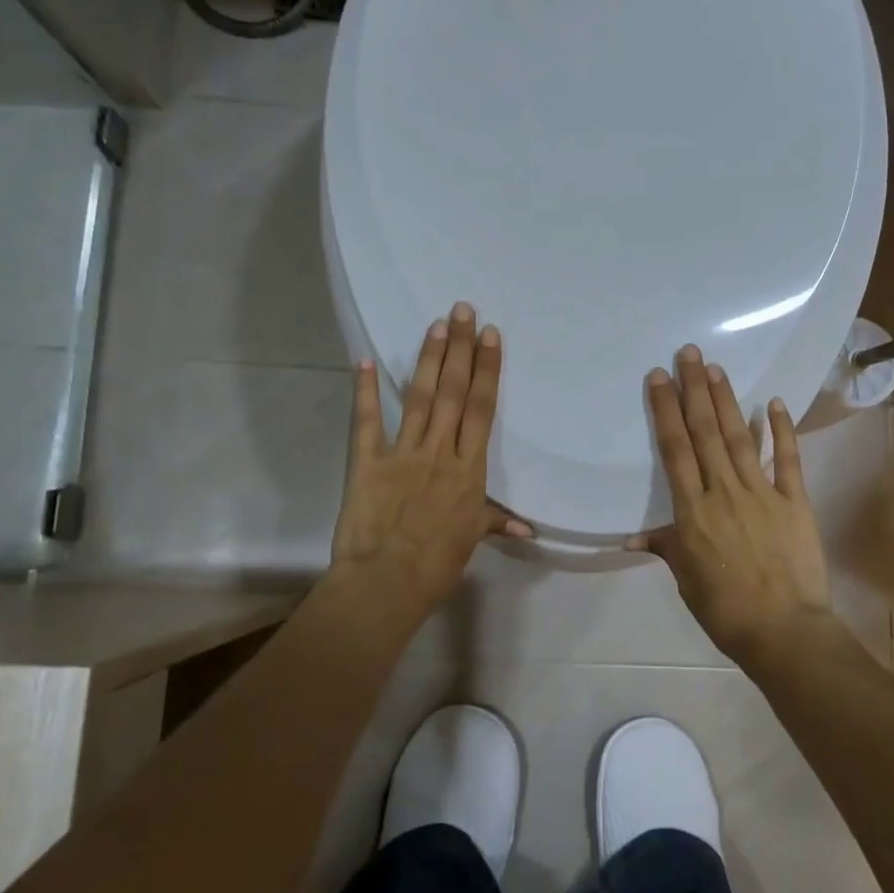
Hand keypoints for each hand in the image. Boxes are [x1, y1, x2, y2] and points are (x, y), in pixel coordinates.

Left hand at [331, 302, 530, 612]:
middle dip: (460, 348)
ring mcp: (403, 453)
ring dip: (429, 359)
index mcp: (469, 469)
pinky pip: (368, 422)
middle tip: (463, 310)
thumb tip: (528, 528)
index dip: (487, 370)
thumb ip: (495, 522)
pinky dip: (365, 391)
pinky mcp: (368, 462)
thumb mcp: (472, 540)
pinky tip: (365, 361)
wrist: (387, 583)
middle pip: (454, 392)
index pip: (482, 410)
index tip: (491, 336)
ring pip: (421, 398)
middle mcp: (439, 451)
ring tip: (436, 324)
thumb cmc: (436, 564)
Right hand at [630, 345, 832, 660]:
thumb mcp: (686, 579)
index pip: (675, 450)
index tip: (659, 378)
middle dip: (695, 390)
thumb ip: (666, 547)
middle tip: (689, 353)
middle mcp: (724, 492)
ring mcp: (763, 493)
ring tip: (716, 369)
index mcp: (693, 511)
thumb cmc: (725, 609)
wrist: (784, 631)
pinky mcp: (795, 501)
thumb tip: (633, 537)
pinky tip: (773, 402)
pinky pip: (787, 460)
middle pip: (705, 433)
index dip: (665, 411)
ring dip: (727, 401)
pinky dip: (780, 430)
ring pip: (739, 438)